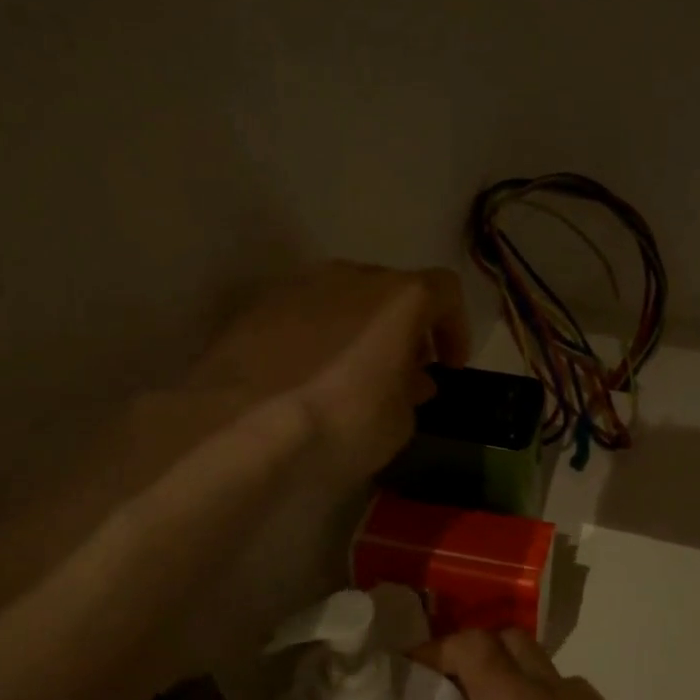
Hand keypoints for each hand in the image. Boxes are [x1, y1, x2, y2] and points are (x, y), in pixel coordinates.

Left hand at [193, 262, 469, 481]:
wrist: (244, 423)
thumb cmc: (341, 421)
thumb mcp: (399, 423)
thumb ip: (411, 393)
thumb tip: (408, 382)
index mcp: (399, 297)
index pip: (445, 292)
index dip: (455, 327)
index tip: (450, 365)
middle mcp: (352, 276)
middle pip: (393, 291)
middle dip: (406, 330)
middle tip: (404, 373)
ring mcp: (300, 285)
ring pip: (346, 298)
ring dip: (362, 329)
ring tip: (355, 373)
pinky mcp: (259, 305)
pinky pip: (305, 314)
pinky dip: (319, 336)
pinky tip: (309, 374)